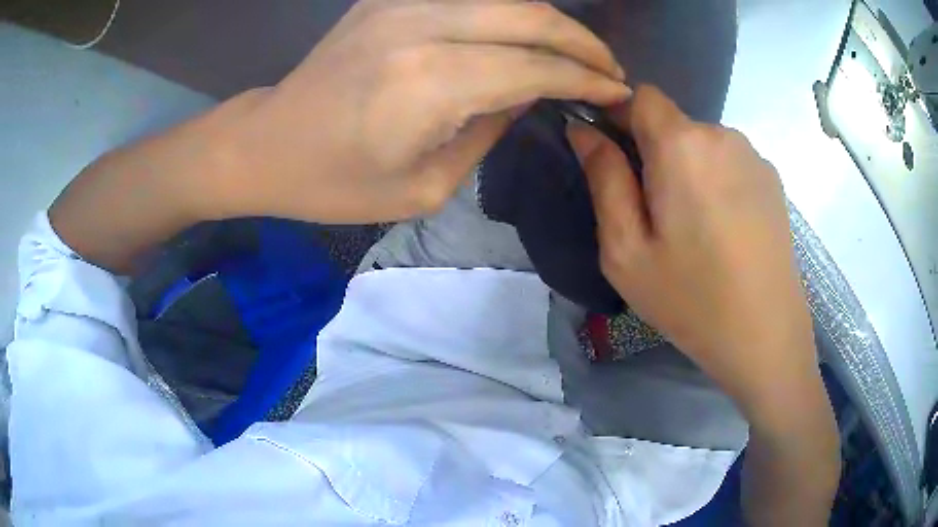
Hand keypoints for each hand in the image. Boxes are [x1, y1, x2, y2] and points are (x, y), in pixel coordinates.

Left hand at [218, 0, 629, 223]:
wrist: (267, 144)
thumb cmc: (335, 183)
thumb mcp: (423, 185)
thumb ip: (488, 131)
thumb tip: (531, 92)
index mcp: (428, 83)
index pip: (534, 67)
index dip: (585, 78)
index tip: (616, 92)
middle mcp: (420, 25)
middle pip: (529, 15)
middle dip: (581, 42)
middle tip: (609, 68)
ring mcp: (400, 2)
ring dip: (550, 21)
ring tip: (577, 51)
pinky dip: (509, 11)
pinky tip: (525, 33)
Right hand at [567, 86, 817, 418]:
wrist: (767, 338)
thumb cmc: (692, 300)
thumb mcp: (626, 250)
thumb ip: (603, 179)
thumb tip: (583, 131)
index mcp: (682, 144)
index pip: (640, 95)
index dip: (620, 117)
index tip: (615, 160)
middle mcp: (722, 134)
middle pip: (672, 123)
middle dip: (653, 152)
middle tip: (654, 214)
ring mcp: (753, 156)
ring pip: (701, 143)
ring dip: (687, 169)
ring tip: (694, 229)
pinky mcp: (773, 179)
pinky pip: (729, 163)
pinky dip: (716, 182)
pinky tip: (725, 232)